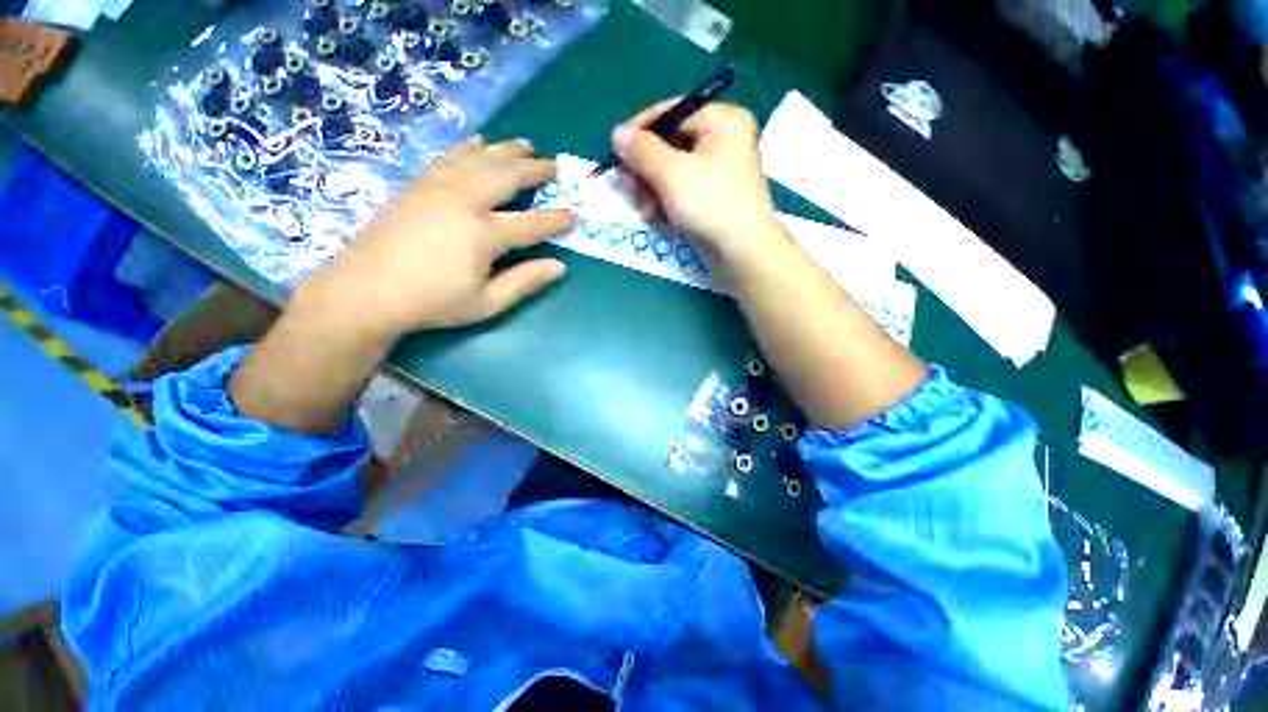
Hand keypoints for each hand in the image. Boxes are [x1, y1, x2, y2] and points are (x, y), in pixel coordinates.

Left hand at [298, 136, 573, 339]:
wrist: (364, 291)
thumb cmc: (432, 303)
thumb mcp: (486, 303)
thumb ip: (524, 282)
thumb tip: (559, 267)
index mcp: (483, 234)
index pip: (532, 223)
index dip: (556, 219)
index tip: (575, 214)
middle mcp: (463, 201)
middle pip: (506, 176)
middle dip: (534, 170)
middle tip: (553, 165)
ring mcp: (437, 187)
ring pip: (479, 159)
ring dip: (506, 150)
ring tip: (525, 144)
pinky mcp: (417, 184)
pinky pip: (449, 157)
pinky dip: (468, 147)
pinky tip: (478, 142)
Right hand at [611, 101, 781, 265]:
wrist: (744, 253)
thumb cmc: (710, 206)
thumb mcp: (671, 174)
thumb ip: (642, 151)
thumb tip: (618, 133)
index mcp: (721, 121)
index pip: (671, 112)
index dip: (639, 131)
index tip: (616, 153)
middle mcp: (724, 140)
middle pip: (670, 144)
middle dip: (646, 171)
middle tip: (632, 191)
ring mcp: (721, 171)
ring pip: (674, 171)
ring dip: (653, 191)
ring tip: (647, 212)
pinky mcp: (716, 197)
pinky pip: (684, 190)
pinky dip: (668, 202)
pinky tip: (659, 219)